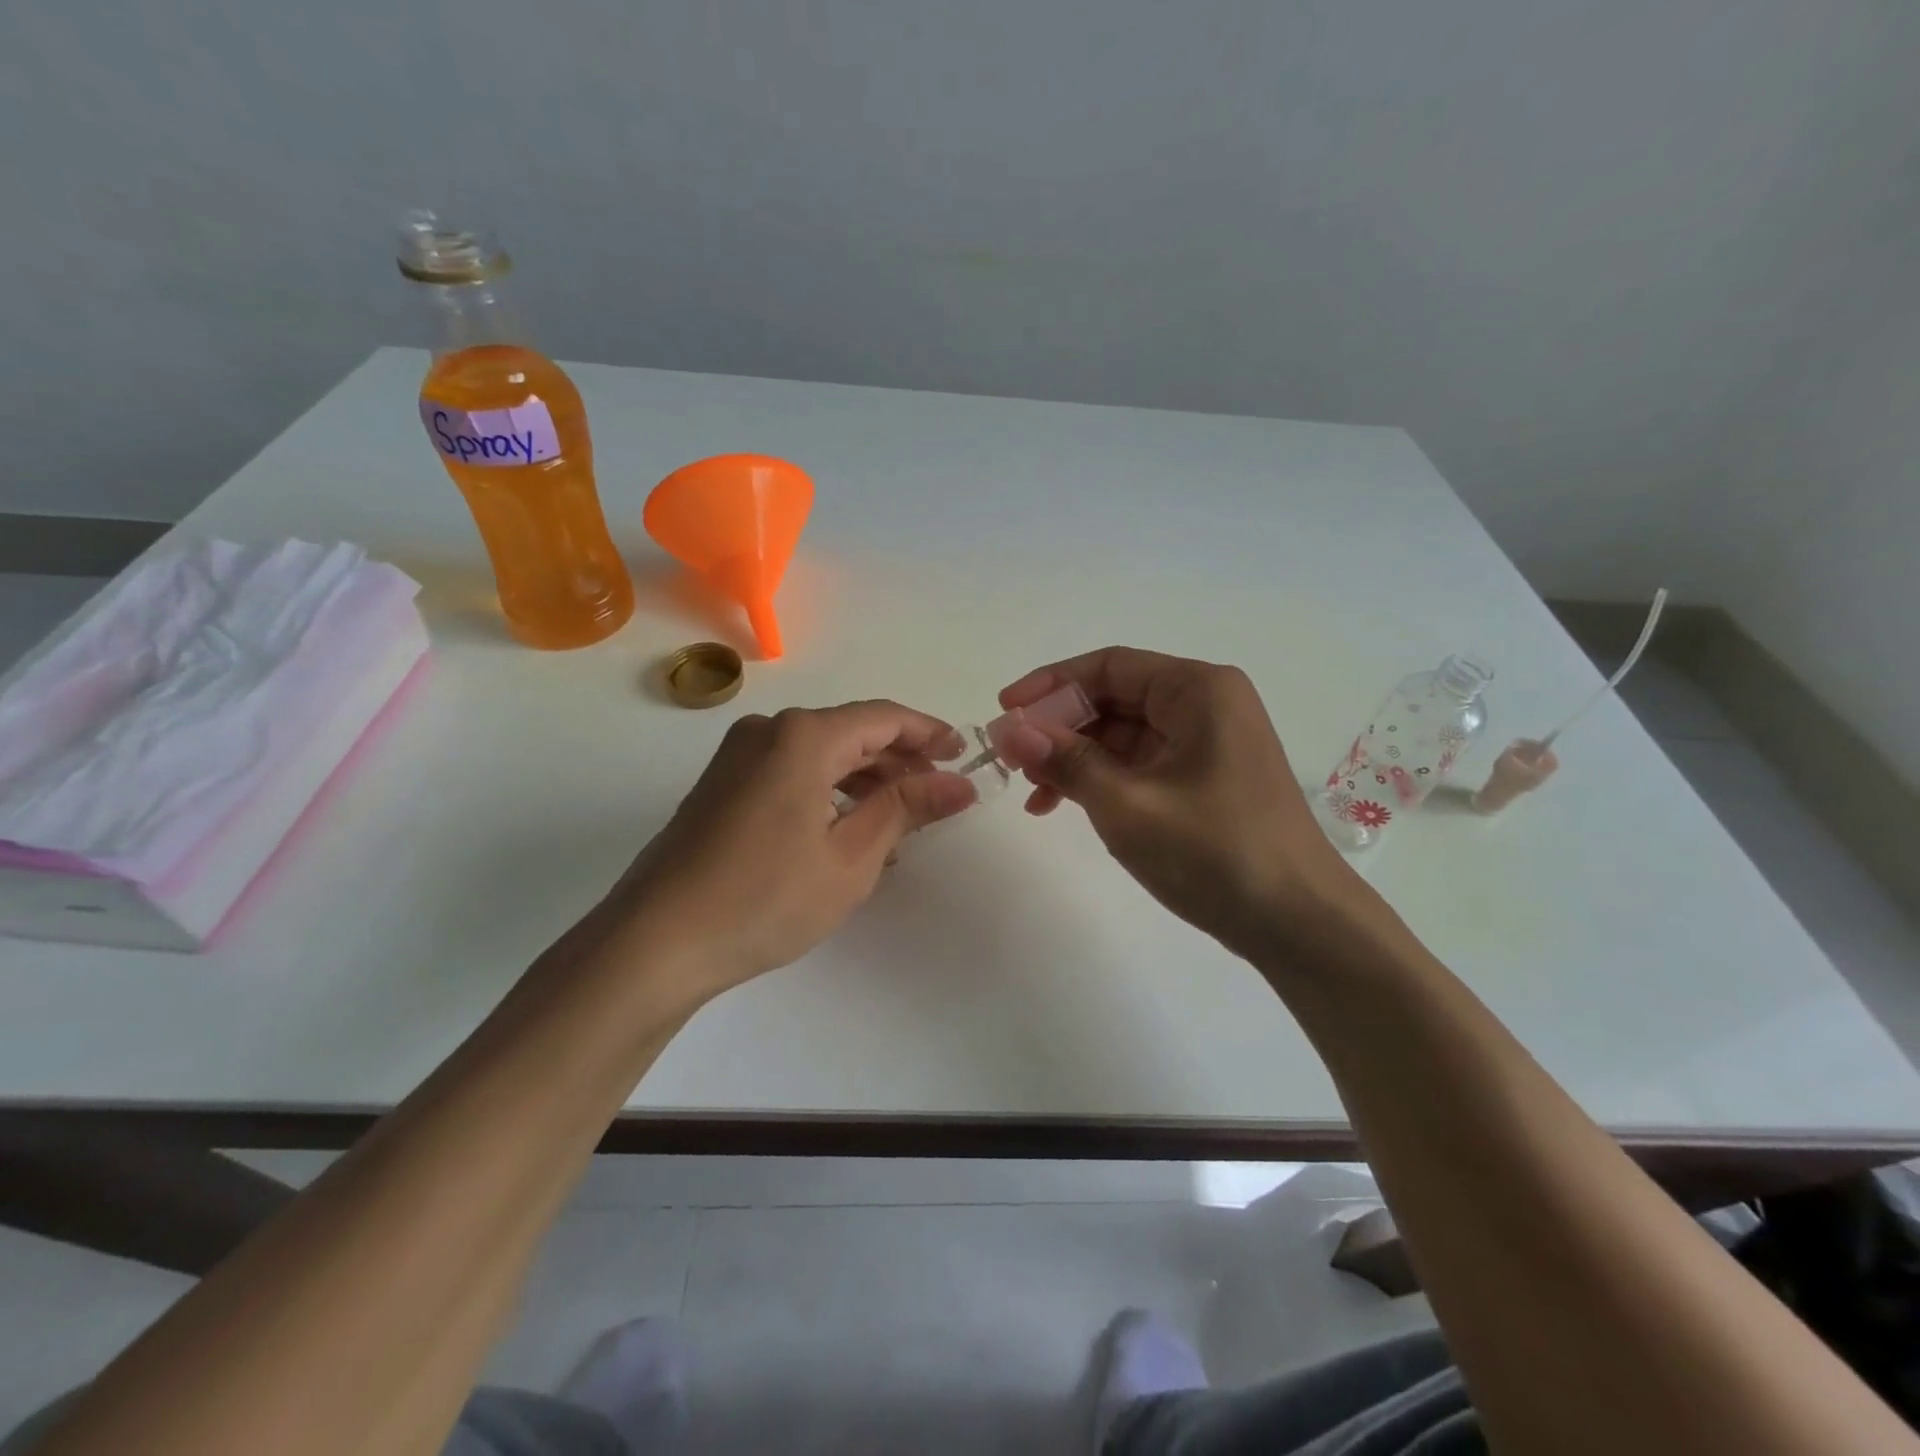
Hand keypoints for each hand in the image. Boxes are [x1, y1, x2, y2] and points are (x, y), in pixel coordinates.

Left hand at [596, 702, 977, 999]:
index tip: (964, 755)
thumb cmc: (766, 899)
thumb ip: (907, 810)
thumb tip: (959, 784)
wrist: (657, 942)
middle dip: (900, 760)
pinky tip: (849, 829)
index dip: (929, 733)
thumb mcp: (851, 857)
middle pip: (851, 732)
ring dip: (865, 779)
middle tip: (940, 792)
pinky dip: (829, 791)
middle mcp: (769, 731)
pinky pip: (791, 772)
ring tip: (902, 820)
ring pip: (820, 754)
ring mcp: (738, 757)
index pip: (883, 718)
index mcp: (803, 737)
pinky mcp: (722, 785)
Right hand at [996, 648, 1356, 957]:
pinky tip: (1067, 806)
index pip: (1109, 667)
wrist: (1298, 924)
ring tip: (1034, 793)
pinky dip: (1102, 780)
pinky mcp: (1204, 779)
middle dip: (1060, 727)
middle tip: (1012, 759)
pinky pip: (1140, 764)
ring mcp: (1207, 743)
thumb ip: (1065, 761)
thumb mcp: (1127, 804)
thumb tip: (1008, 730)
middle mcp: (1205, 705)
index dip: (1050, 685)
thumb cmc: (1215, 852)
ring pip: (1122, 735)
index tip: (1004, 712)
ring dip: (1075, 758)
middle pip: (1114, 698)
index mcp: (1198, 690)